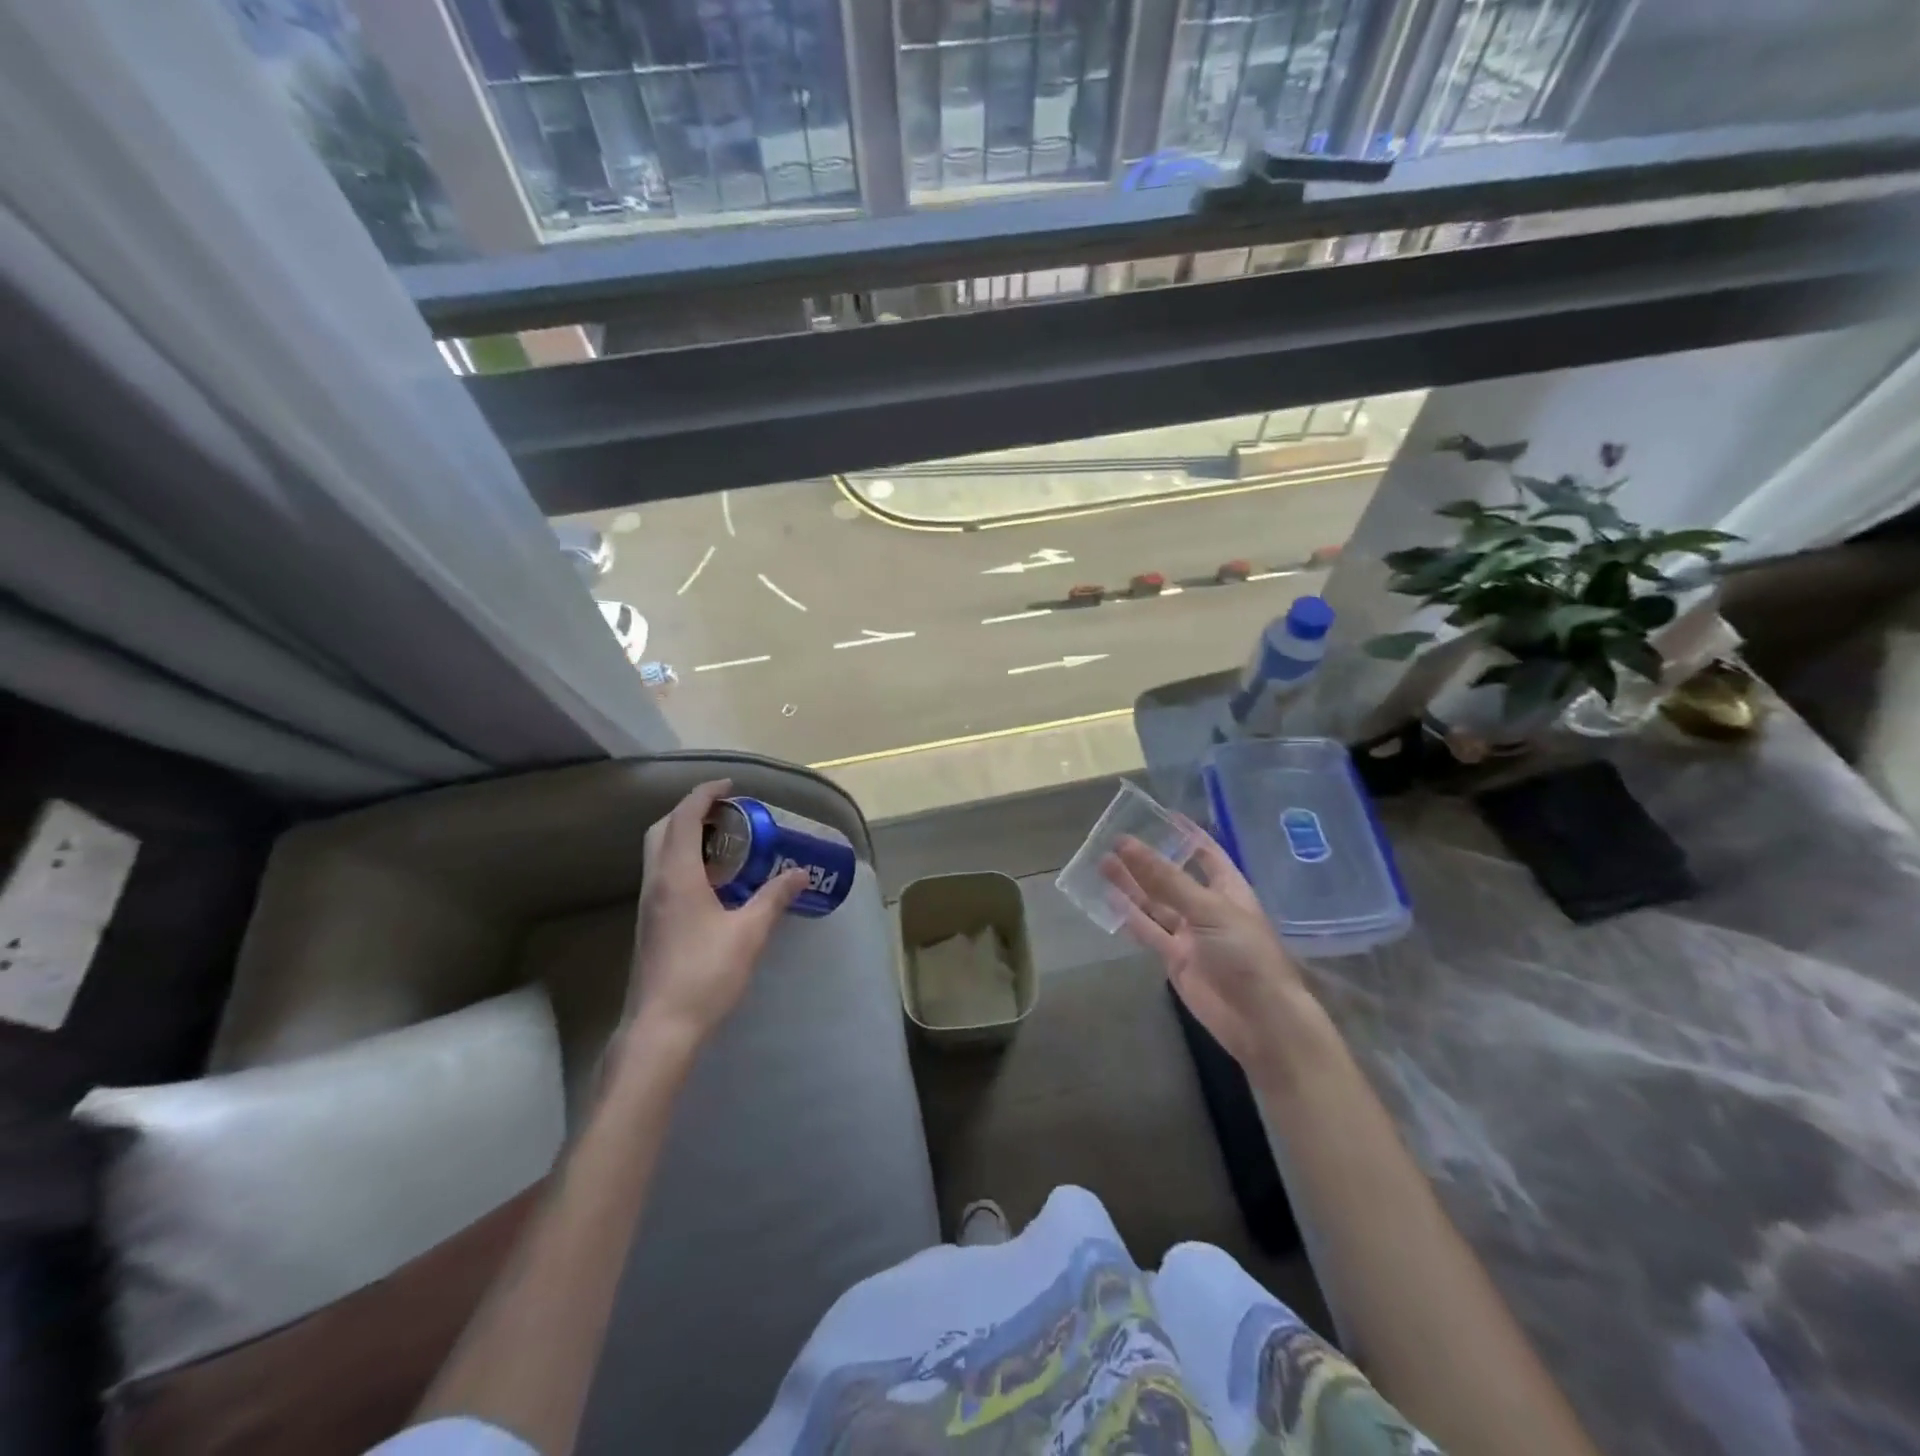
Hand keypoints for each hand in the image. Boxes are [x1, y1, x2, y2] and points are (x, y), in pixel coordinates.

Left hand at [625, 780, 804, 1053]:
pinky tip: (712, 881)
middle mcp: (656, 882)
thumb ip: (774, 897)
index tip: (730, 786)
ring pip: (659, 852)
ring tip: (724, 841)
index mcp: (677, 875)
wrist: (661, 1028)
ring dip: (685, 835)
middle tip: (726, 811)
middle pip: (662, 829)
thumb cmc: (705, 974)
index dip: (705, 795)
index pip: (685, 818)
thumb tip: (800, 873)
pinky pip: (663, 874)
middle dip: (691, 811)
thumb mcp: (750, 933)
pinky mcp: (651, 924)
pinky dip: (683, 860)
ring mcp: (649, 905)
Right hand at [1102, 826, 1319, 1082]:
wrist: (1259, 1019)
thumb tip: (1129, 845)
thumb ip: (1166, 879)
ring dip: (1132, 884)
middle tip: (1115, 839)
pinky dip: (1129, 915)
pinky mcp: (1175, 958)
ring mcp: (1190, 934)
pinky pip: (1148, 930)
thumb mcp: (1207, 909)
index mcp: (1228, 889)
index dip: (1185, 834)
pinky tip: (1109, 898)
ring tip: (1103, 862)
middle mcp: (1208, 907)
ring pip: (1155, 903)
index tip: (1159, 814)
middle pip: (1173, 877)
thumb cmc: (1244, 953)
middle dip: (1147, 859)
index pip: (1205, 853)